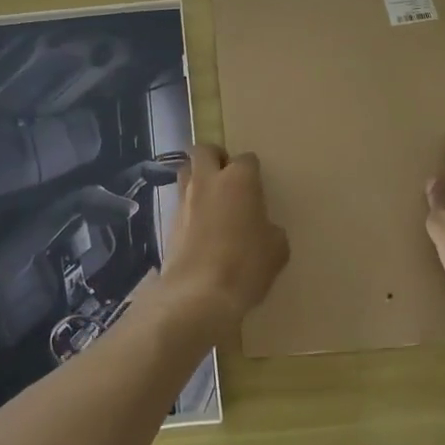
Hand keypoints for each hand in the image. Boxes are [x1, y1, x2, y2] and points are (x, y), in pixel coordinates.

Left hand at [161, 145, 289, 333]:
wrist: (198, 294)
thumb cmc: (245, 266)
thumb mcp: (276, 250)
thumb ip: (271, 230)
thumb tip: (263, 229)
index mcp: (238, 179)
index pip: (247, 159)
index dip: (252, 171)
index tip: (258, 188)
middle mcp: (208, 180)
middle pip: (205, 150)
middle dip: (216, 157)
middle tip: (228, 177)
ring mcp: (185, 199)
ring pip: (186, 171)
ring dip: (198, 178)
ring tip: (212, 200)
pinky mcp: (169, 221)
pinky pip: (180, 202)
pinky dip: (190, 207)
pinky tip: (201, 228)